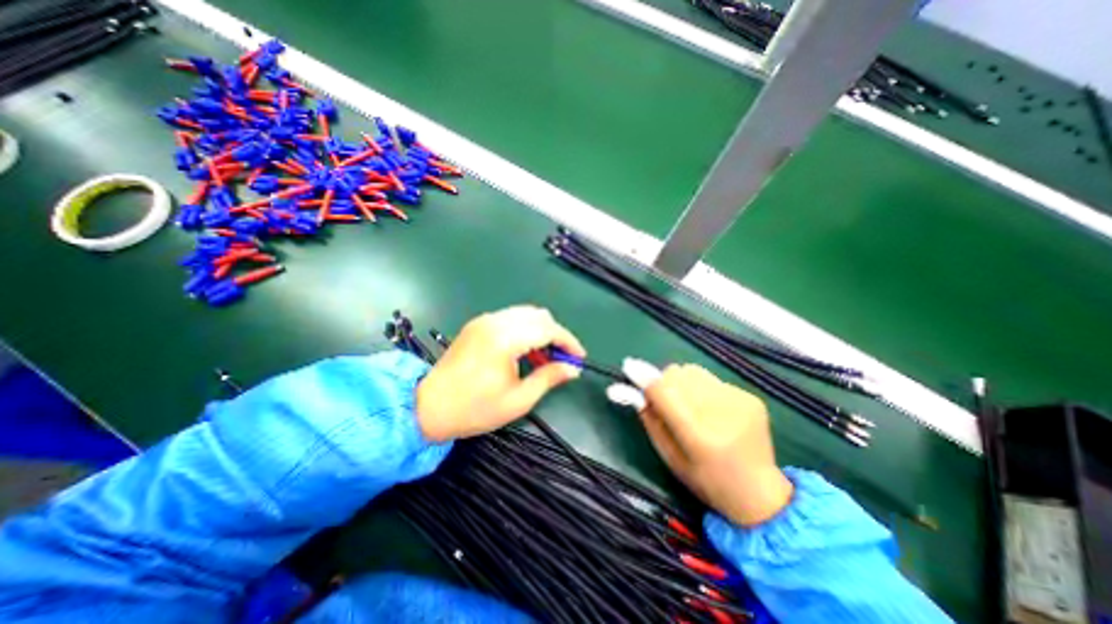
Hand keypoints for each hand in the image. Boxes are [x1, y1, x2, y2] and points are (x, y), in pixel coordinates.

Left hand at [416, 308, 585, 443]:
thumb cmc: (475, 409)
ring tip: (545, 356)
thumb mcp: (518, 400)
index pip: (548, 329)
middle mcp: (495, 322)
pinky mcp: (477, 324)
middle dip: (556, 334)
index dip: (568, 341)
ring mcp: (484, 320)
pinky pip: (511, 318)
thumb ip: (548, 378)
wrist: (428, 406)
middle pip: (539, 315)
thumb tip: (573, 369)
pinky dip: (525, 329)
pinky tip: (525, 350)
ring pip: (525, 314)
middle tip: (562, 358)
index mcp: (505, 340)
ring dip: (541, 330)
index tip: (579, 357)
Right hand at [634, 363, 788, 528]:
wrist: (761, 496)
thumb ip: (650, 420)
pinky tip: (711, 410)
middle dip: (664, 382)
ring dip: (682, 382)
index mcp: (700, 438)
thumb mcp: (670, 457)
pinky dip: (702, 389)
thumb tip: (632, 388)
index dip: (645, 379)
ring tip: (688, 404)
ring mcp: (740, 403)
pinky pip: (712, 379)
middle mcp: (722, 414)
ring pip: (693, 371)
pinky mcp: (751, 398)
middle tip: (663, 399)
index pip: (665, 392)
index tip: (629, 368)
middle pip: (678, 375)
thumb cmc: (706, 482)